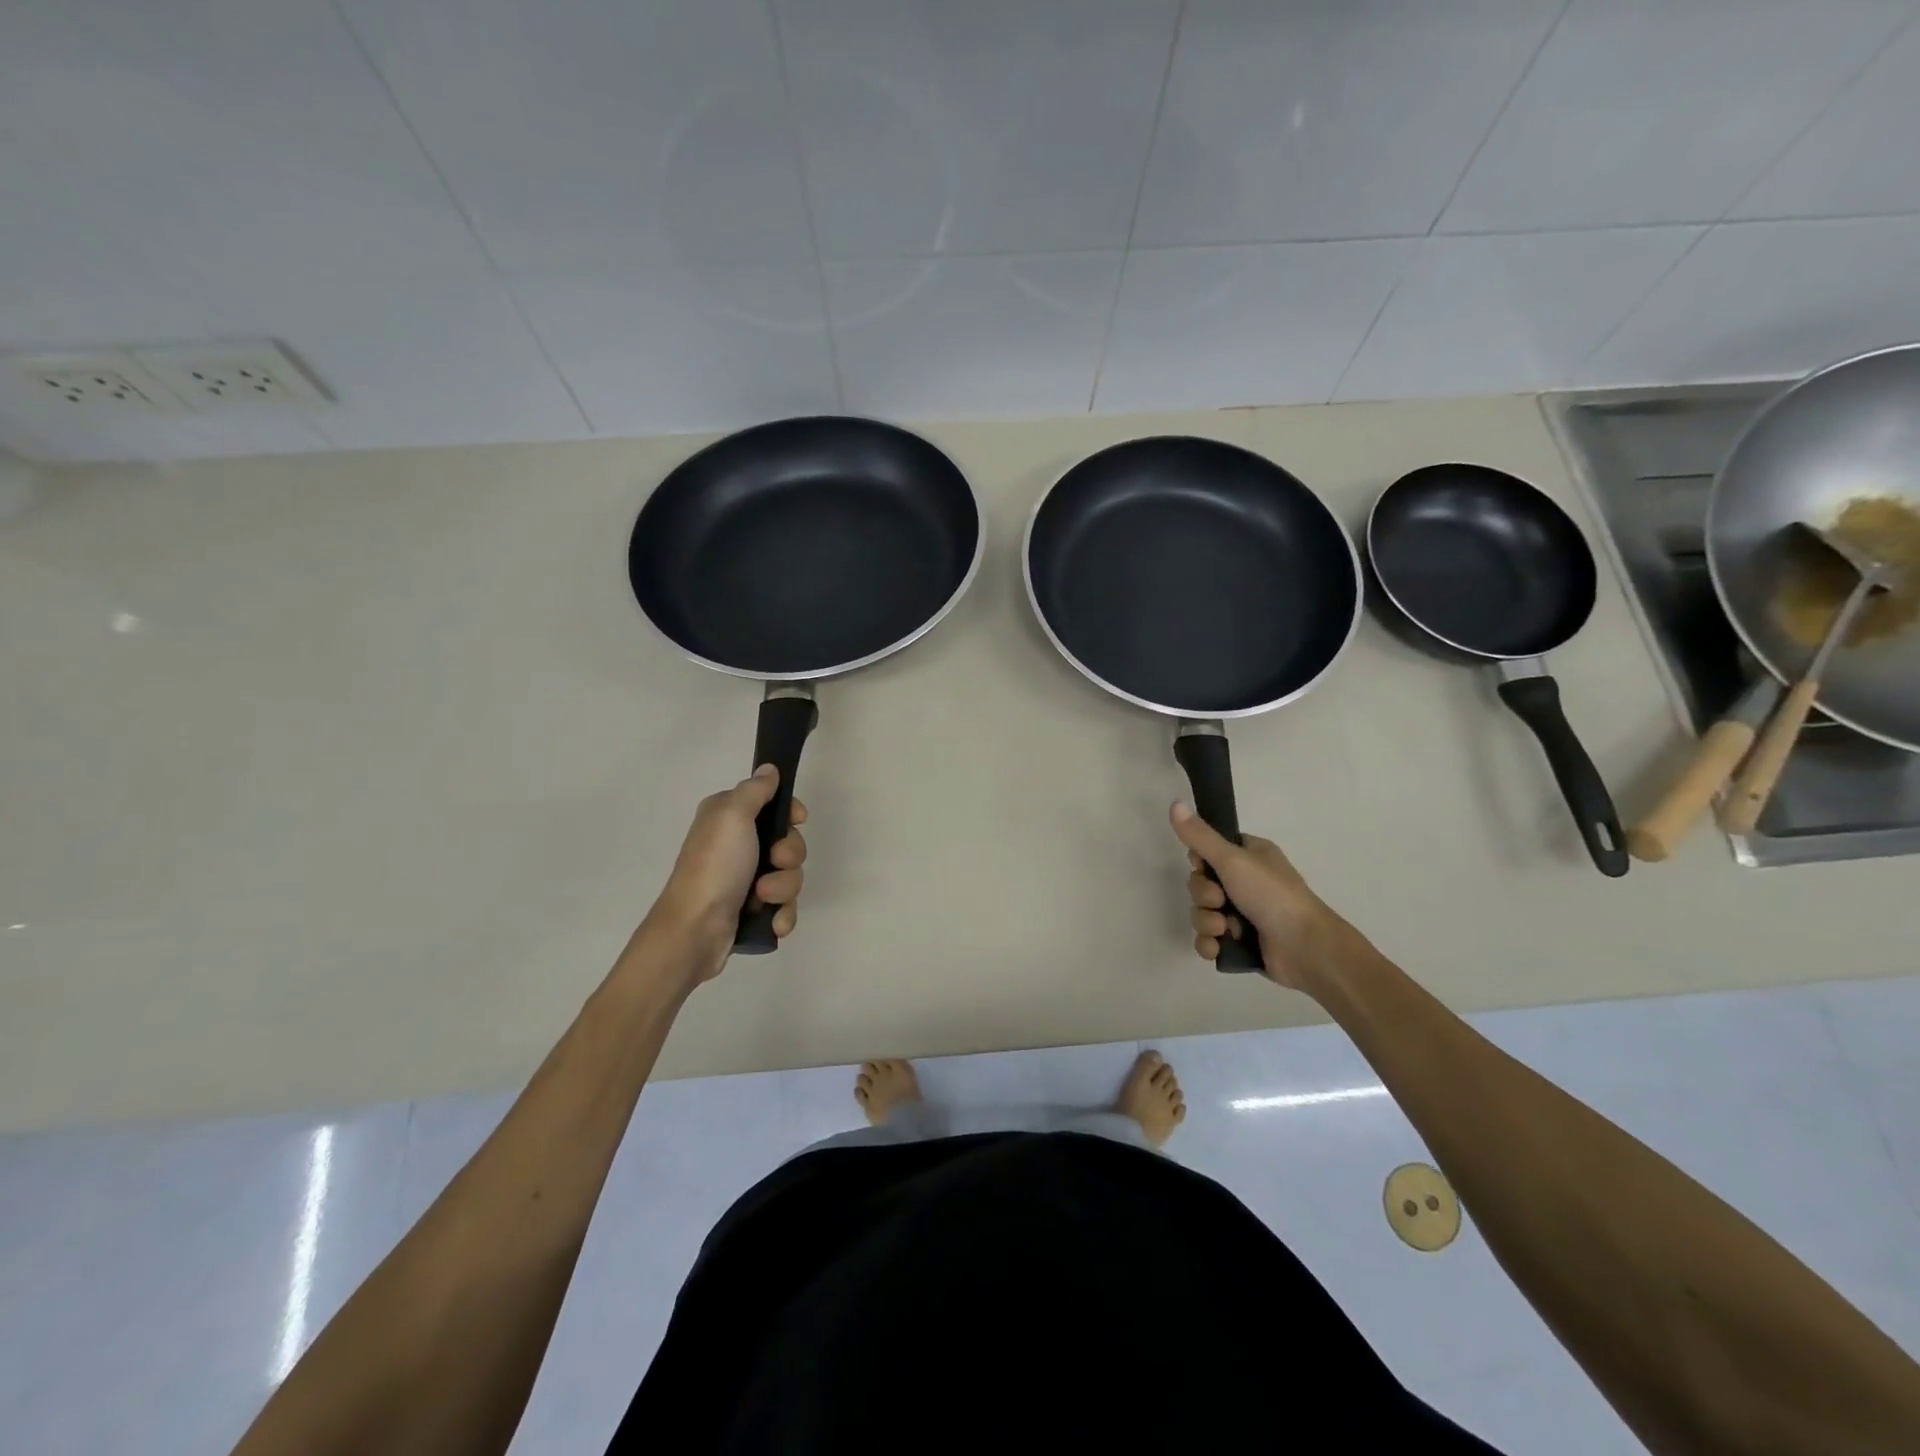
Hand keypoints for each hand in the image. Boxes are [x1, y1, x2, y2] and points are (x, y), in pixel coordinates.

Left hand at [650, 766, 807, 982]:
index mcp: (729, 818)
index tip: (797, 820)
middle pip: (789, 842)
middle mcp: (737, 845)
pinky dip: (781, 914)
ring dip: (783, 888)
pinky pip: (785, 906)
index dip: (791, 813)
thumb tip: (769, 768)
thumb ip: (755, 789)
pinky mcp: (752, 909)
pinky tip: (772, 922)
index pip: (774, 805)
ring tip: (762, 898)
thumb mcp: (732, 815)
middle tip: (774, 862)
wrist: (695, 929)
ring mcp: (745, 879)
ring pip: (790, 876)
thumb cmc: (714, 865)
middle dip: (789, 856)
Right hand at [1170, 801, 1353, 996]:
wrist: (1304, 948)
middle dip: (1204, 895)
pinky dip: (1210, 943)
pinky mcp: (1240, 943)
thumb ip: (1200, 836)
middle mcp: (1246, 882)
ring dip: (1207, 921)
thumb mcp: (1233, 859)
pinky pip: (1209, 939)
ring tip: (1225, 929)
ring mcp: (1243, 915)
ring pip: (1202, 912)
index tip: (1204, 866)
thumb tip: (1174, 803)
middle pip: (1201, 883)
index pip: (1209, 851)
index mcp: (1250, 856)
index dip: (1200, 861)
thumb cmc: (1272, 894)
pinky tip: (1219, 946)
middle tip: (1220, 900)